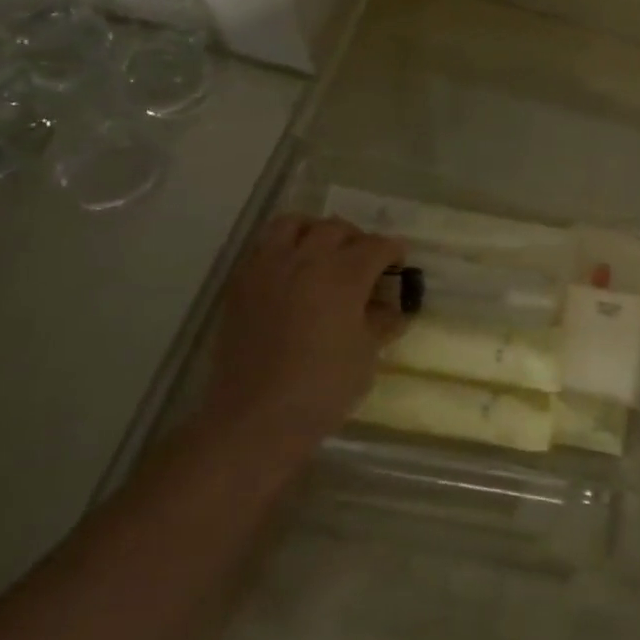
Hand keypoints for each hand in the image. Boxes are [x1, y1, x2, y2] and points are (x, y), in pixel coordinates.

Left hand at [202, 216, 407, 464]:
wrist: (256, 416)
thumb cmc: (323, 388)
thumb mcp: (366, 355)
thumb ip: (381, 323)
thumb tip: (391, 309)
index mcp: (343, 275)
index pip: (376, 246)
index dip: (393, 251)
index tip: (399, 261)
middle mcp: (305, 260)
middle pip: (335, 228)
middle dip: (357, 238)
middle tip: (365, 260)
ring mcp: (268, 268)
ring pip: (292, 224)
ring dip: (314, 231)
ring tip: (322, 252)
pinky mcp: (240, 284)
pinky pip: (262, 247)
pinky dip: (282, 248)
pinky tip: (290, 273)